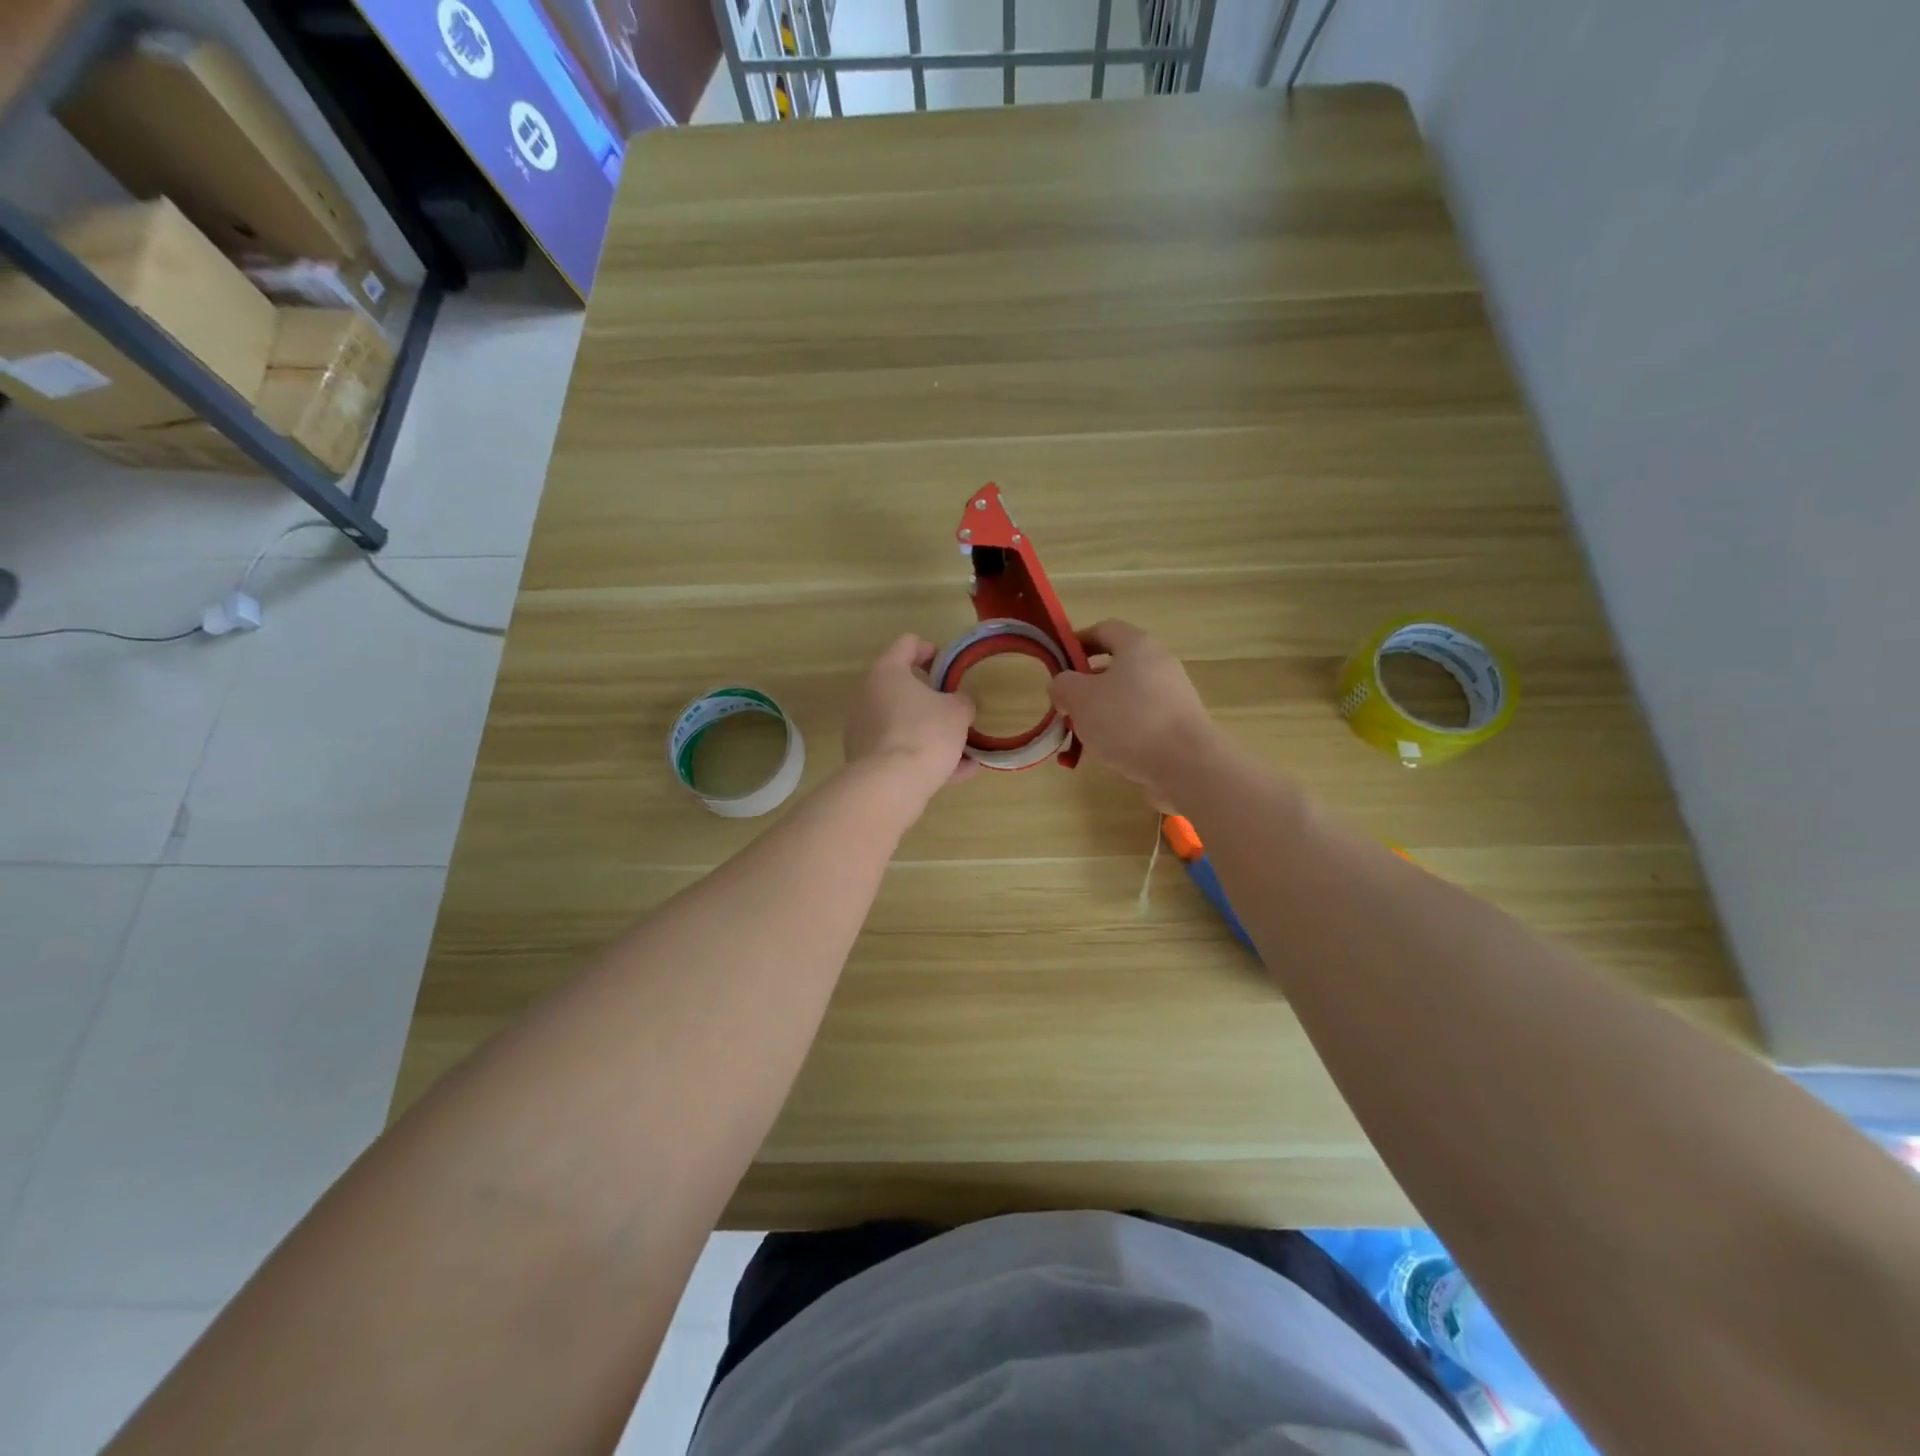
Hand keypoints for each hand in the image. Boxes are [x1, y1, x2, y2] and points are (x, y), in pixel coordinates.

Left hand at [844, 635, 977, 810]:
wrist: (890, 785)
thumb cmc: (925, 733)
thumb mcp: (958, 712)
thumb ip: (963, 701)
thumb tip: (959, 703)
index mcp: (888, 672)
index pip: (908, 644)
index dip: (931, 650)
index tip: (950, 668)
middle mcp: (868, 696)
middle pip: (903, 687)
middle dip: (933, 698)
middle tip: (956, 709)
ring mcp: (863, 729)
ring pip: (904, 723)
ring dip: (931, 731)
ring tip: (964, 748)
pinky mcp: (865, 759)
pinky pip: (900, 751)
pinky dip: (924, 757)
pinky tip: (957, 773)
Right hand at [1049, 620, 1219, 808]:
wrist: (1187, 765)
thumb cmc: (1129, 721)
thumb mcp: (1080, 699)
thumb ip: (1063, 685)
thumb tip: (1063, 685)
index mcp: (1137, 646)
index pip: (1103, 629)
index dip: (1077, 641)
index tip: (1058, 663)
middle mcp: (1160, 663)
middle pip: (1116, 665)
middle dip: (1087, 685)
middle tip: (1067, 707)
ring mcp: (1174, 694)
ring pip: (1127, 695)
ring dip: (1102, 712)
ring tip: (1084, 737)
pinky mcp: (1180, 724)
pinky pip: (1143, 719)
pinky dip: (1123, 731)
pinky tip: (1110, 754)